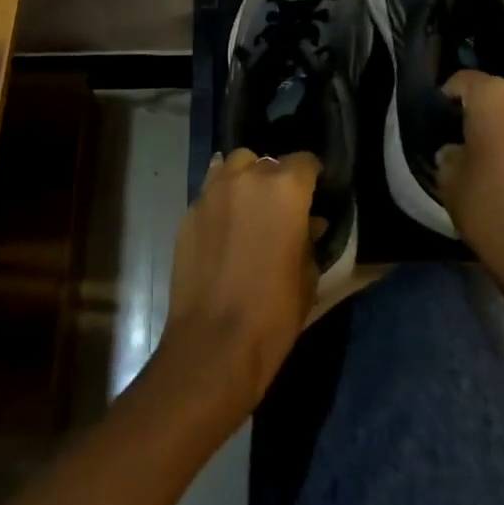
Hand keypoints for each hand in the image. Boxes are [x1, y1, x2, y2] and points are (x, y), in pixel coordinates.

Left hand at [157, 149, 319, 417]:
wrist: (213, 343)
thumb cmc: (273, 313)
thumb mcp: (307, 278)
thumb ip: (309, 239)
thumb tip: (310, 222)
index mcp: (285, 189)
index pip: (305, 161)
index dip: (312, 176)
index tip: (314, 193)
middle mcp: (248, 177)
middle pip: (266, 161)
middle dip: (276, 179)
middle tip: (280, 208)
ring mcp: (213, 191)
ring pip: (233, 166)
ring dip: (245, 180)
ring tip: (249, 209)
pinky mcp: (189, 210)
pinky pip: (210, 190)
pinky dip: (221, 200)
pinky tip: (225, 227)